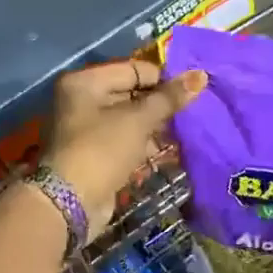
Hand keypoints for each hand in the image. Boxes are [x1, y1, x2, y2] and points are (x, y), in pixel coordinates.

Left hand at [44, 59, 206, 234]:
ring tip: (186, 132)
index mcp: (86, 82)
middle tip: (192, 112)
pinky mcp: (96, 154)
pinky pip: (126, 141)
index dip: (163, 79)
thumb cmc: (103, 149)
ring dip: (156, 127)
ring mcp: (87, 129)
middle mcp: (82, 100)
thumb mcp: (139, 120)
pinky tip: (170, 151)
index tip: (191, 92)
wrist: (71, 203)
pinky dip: (145, 144)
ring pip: (131, 120)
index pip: (133, 69)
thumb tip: (201, 75)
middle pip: (132, 94)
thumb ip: (169, 98)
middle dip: (161, 105)